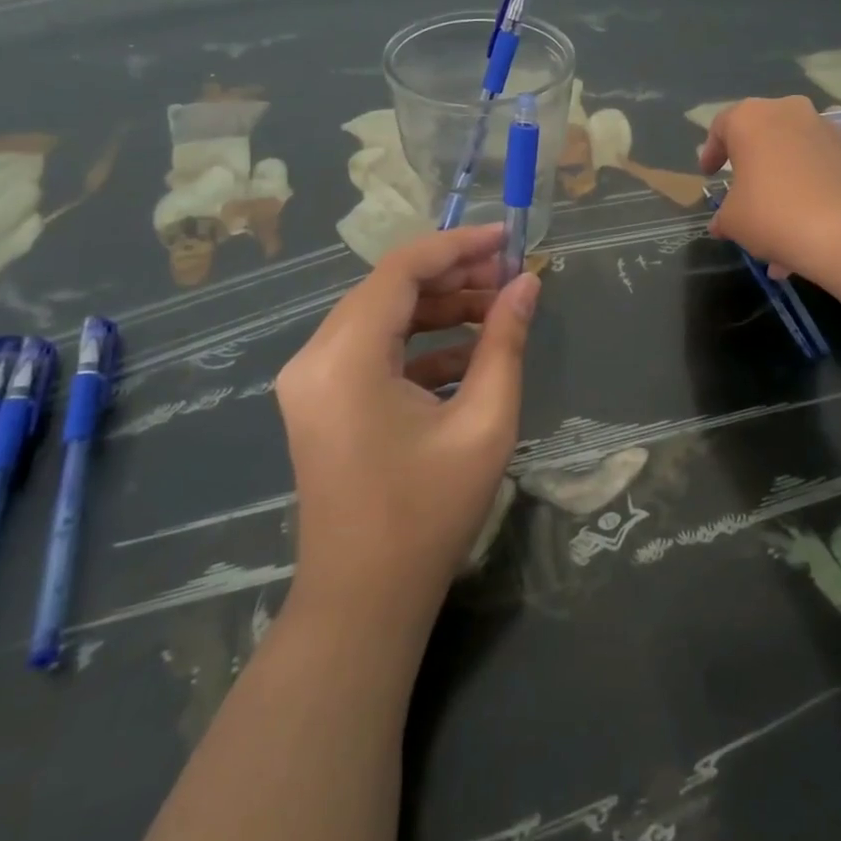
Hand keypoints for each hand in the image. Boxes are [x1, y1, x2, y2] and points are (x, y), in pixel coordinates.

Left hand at [275, 224, 539, 640]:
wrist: (363, 602)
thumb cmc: (427, 514)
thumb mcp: (484, 422)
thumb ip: (506, 343)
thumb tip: (528, 284)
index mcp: (346, 357)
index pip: (402, 270)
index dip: (459, 245)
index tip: (509, 238)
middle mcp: (316, 356)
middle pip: (389, 288)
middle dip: (454, 276)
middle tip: (512, 276)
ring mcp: (311, 380)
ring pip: (382, 316)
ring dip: (440, 309)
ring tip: (499, 310)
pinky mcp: (320, 400)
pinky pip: (373, 350)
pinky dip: (420, 344)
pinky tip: (470, 355)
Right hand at [697, 96, 840, 284]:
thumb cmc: (772, 214)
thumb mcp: (733, 220)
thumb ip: (724, 215)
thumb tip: (722, 223)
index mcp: (751, 118)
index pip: (721, 127)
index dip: (712, 152)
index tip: (709, 174)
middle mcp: (789, 112)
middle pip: (762, 133)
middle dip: (752, 160)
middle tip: (743, 186)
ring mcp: (827, 129)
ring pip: (794, 150)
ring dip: (783, 176)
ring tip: (777, 217)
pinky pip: (820, 166)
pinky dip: (810, 186)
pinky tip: (805, 222)